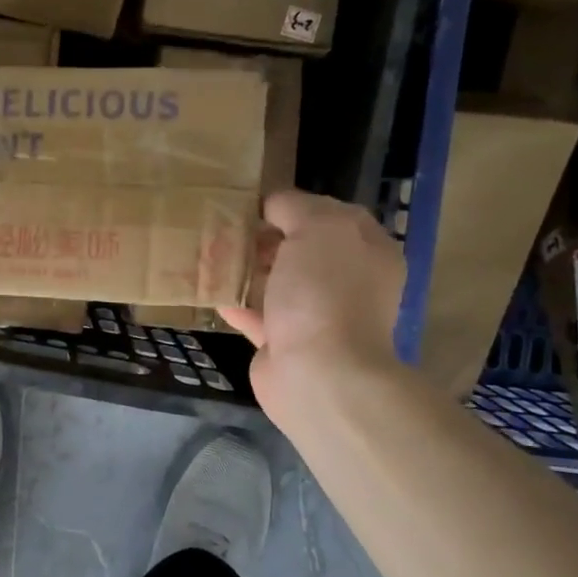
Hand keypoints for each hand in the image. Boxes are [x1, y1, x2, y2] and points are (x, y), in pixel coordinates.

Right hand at [219, 190, 404, 429]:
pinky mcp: (285, 343)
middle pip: (301, 248)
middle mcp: (347, 280)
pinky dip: (235, 301)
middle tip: (226, 227)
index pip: (331, 213)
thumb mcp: (317, 227)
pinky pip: (256, 314)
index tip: (255, 203)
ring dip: (247, 268)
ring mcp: (317, 314)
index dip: (294, 205)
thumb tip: (272, 206)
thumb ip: (294, 206)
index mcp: (366, 249)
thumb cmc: (324, 292)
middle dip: (265, 237)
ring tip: (211, 252)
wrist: (318, 373)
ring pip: (277, 281)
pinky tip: (210, 288)